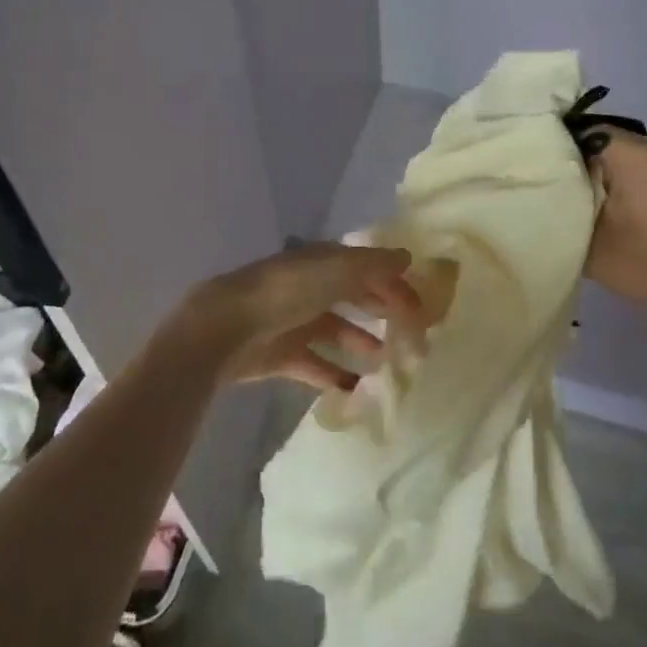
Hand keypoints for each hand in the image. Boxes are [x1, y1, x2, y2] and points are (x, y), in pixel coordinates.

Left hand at [178, 242, 425, 392]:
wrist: (226, 328)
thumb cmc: (286, 292)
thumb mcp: (335, 270)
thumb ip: (373, 265)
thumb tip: (407, 256)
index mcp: (323, 263)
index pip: (366, 269)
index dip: (393, 284)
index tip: (420, 308)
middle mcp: (311, 289)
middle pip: (353, 298)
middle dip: (381, 312)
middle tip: (411, 336)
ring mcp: (296, 322)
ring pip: (338, 332)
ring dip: (363, 344)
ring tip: (389, 363)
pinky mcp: (283, 355)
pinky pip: (317, 366)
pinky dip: (336, 376)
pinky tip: (357, 390)